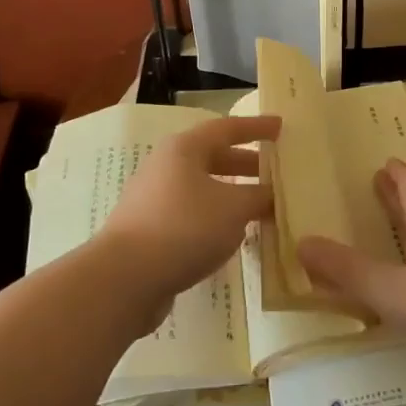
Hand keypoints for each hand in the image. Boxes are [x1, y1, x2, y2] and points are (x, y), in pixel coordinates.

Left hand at [99, 116, 280, 327]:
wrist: (124, 279)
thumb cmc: (184, 227)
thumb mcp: (233, 208)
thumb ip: (259, 196)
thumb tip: (274, 194)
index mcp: (185, 149)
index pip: (228, 128)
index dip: (257, 127)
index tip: (281, 126)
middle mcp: (167, 166)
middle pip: (215, 157)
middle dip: (248, 164)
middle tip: (278, 173)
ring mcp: (156, 199)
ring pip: (204, 189)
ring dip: (234, 195)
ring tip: (263, 207)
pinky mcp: (151, 231)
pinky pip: (193, 215)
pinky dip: (217, 219)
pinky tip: (234, 237)